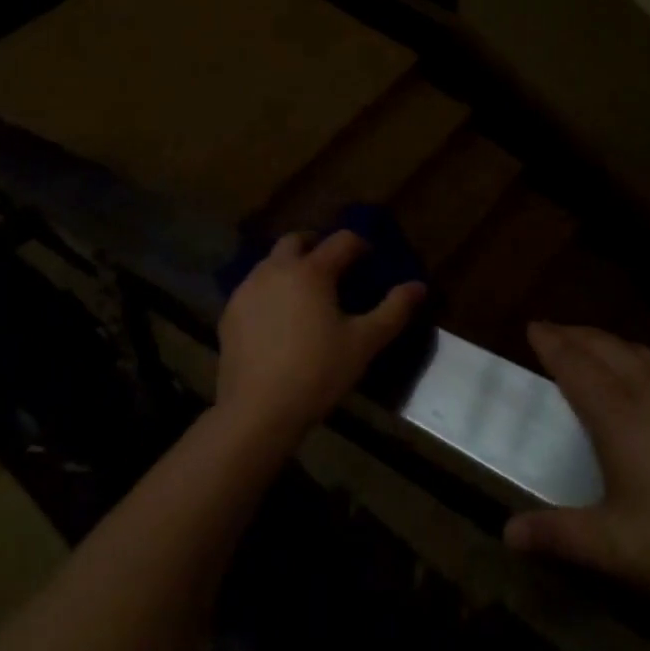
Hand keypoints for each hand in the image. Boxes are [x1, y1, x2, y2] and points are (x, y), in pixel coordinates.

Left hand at [216, 231, 425, 439]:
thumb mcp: (363, 344)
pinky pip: (254, 287)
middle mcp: (277, 268)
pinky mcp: (231, 311)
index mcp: (311, 270)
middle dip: (317, 245)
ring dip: (291, 265)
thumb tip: (418, 286)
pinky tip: (278, 317)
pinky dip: (270, 289)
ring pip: (272, 262)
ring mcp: (249, 288)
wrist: (257, 410)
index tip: (369, 258)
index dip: (359, 244)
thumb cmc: (317, 372)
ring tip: (306, 292)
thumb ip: (393, 311)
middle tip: (333, 266)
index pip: (341, 240)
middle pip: (297, 240)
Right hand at [505, 324, 649, 608]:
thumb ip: (560, 536)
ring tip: (601, 351)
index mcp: (618, 413)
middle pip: (607, 346)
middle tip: (557, 333)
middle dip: (577, 334)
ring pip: (644, 354)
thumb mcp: (619, 551)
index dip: (550, 341)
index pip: (573, 362)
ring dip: (614, 345)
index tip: (533, 326)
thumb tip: (508, 533)